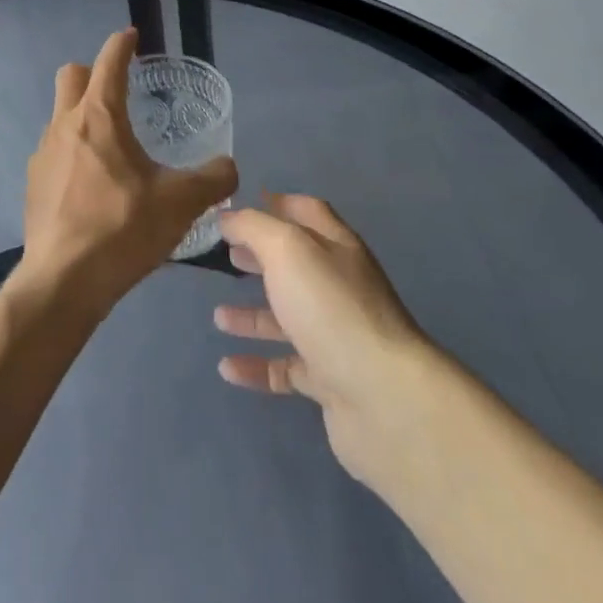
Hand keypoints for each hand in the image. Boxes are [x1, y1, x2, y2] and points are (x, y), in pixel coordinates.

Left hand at [19, 29, 237, 318]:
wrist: (64, 280)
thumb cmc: (122, 228)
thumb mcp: (181, 202)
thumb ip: (213, 178)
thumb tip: (228, 167)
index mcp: (99, 116)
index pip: (109, 61)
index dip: (122, 43)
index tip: (132, 36)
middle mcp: (64, 124)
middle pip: (71, 76)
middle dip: (93, 72)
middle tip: (121, 91)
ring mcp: (42, 153)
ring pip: (60, 114)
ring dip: (83, 116)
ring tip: (112, 147)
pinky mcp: (33, 183)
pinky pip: (54, 151)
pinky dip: (73, 152)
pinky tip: (93, 185)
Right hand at [215, 195, 430, 492]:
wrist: (384, 397)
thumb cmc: (331, 308)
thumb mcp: (287, 249)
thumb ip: (254, 227)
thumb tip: (228, 217)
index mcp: (336, 248)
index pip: (308, 212)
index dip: (276, 204)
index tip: (239, 207)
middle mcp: (339, 287)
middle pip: (295, 265)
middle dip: (260, 258)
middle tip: (225, 255)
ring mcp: (336, 336)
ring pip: (288, 319)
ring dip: (252, 316)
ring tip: (218, 316)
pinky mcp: (330, 381)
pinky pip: (286, 368)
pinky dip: (257, 366)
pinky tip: (227, 368)